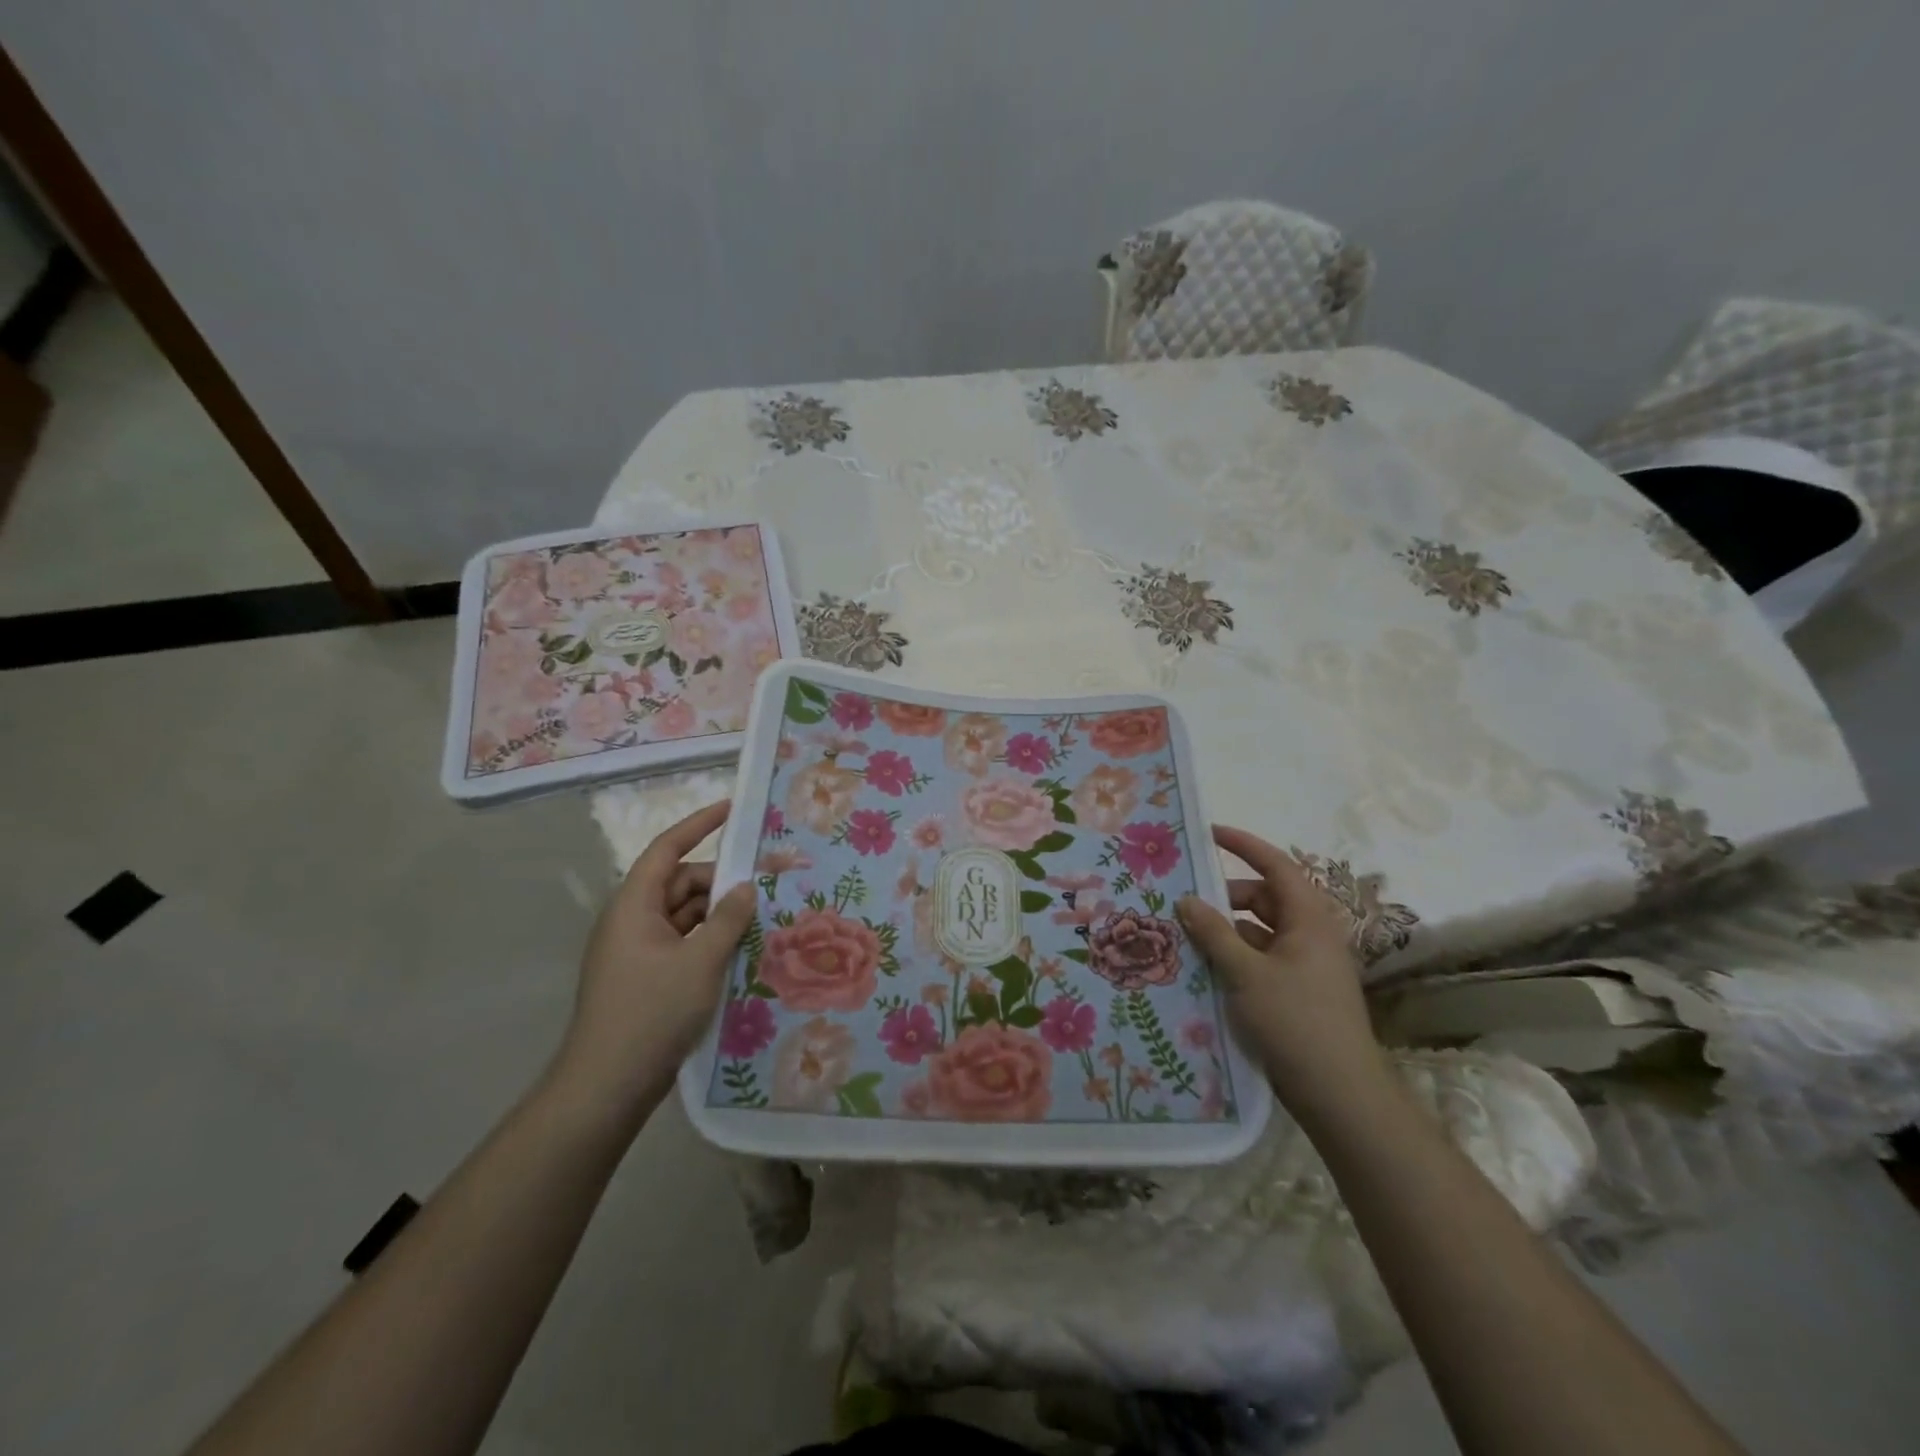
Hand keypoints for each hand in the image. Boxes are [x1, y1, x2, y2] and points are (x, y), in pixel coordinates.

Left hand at [553, 801, 756, 1120]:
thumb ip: (727, 919)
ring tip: (758, 918)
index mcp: (634, 906)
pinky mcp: (645, 977)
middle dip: (719, 881)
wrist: (607, 1086)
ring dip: (717, 913)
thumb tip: (745, 887)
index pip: (667, 850)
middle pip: (679, 883)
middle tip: (762, 885)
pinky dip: (707, 939)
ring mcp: (636, 951)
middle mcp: (631, 921)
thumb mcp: (700, 961)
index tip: (731, 809)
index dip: (698, 824)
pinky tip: (738, 950)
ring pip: (683, 915)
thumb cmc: (652, 1012)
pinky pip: (681, 942)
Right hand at [1177, 824, 1385, 1117]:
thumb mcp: (1246, 973)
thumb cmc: (1295, 1022)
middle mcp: (1310, 936)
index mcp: (1309, 920)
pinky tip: (1204, 969)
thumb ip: (1214, 933)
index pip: (1276, 866)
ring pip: (1259, 931)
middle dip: (1225, 895)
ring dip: (1226, 929)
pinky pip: (1260, 958)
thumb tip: (1186, 900)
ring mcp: (1305, 965)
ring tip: (1185, 936)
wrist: (1339, 1094)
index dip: (1243, 845)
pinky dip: (1234, 956)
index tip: (1208, 832)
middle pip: (1264, 898)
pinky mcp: (1296, 992)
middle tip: (1184, 900)